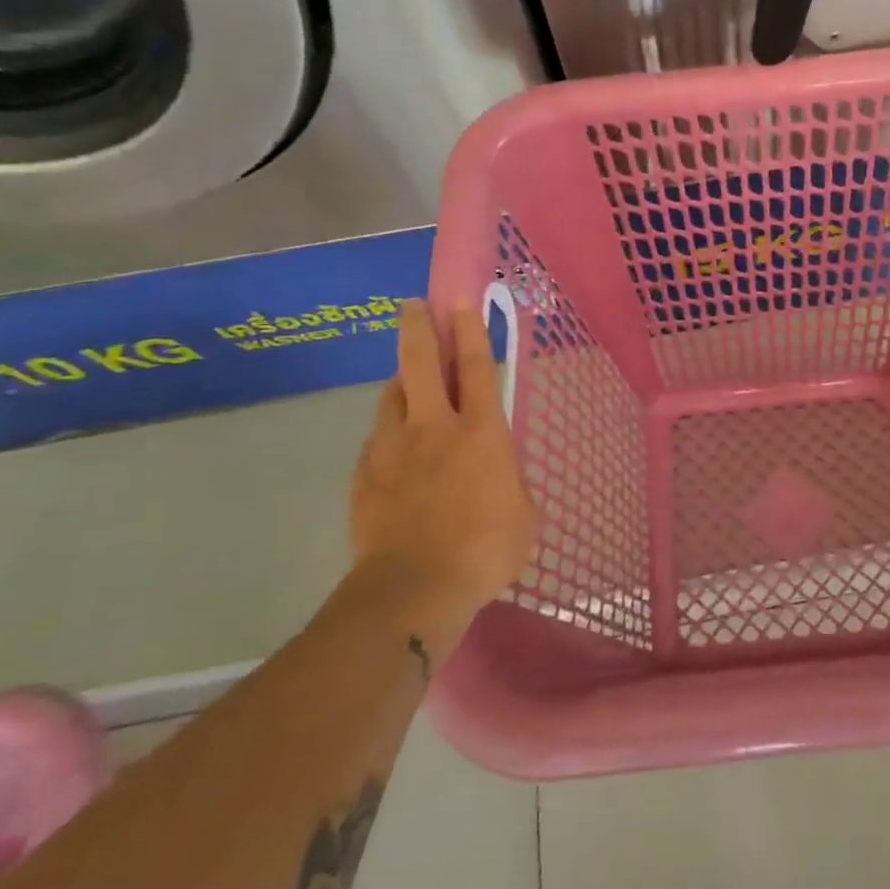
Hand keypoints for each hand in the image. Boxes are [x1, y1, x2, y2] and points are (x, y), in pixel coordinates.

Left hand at [349, 300, 539, 629]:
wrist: (414, 588)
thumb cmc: (485, 552)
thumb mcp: (524, 518)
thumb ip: (512, 485)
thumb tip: (501, 477)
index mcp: (482, 432)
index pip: (478, 367)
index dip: (470, 329)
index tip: (460, 300)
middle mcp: (436, 426)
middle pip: (422, 361)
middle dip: (419, 327)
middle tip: (414, 306)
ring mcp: (393, 447)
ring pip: (392, 395)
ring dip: (402, 380)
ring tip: (408, 381)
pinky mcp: (365, 473)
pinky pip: (377, 438)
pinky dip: (388, 431)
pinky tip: (394, 448)